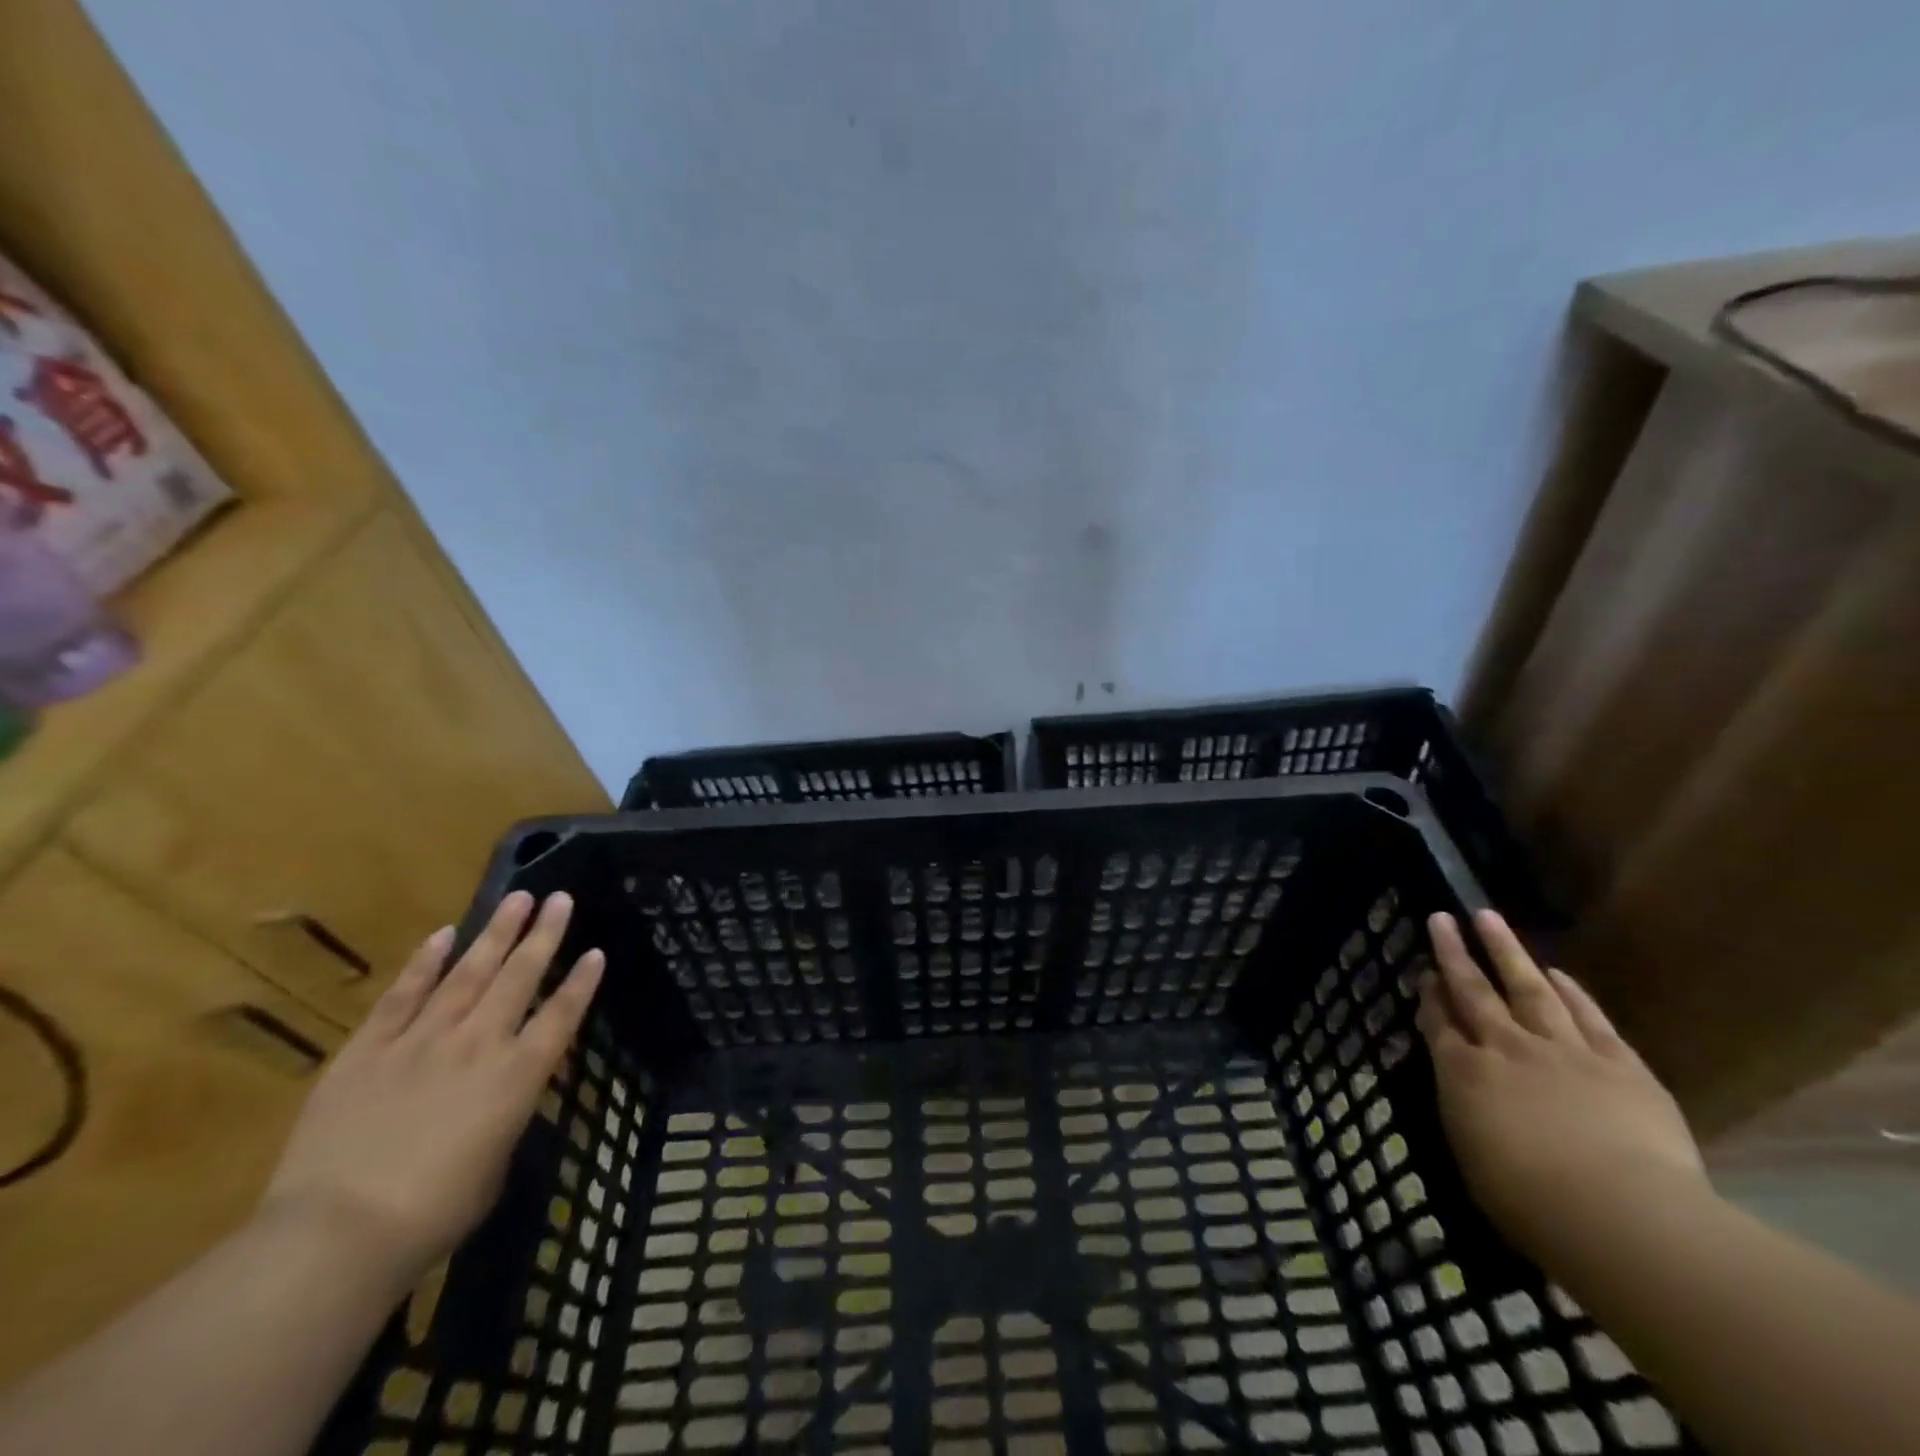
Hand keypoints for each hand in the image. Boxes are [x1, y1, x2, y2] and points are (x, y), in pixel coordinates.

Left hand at [260, 891, 604, 1290]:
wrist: (337, 1234)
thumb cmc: (432, 1215)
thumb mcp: (494, 1168)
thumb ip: (503, 1120)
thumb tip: (500, 1101)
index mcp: (517, 1077)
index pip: (560, 1016)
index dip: (581, 983)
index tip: (596, 951)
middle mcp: (478, 1044)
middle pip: (519, 978)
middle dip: (544, 935)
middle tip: (560, 899)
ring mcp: (421, 1041)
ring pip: (468, 973)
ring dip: (496, 933)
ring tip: (517, 898)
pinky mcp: (368, 1050)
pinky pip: (403, 995)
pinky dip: (424, 963)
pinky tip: (443, 934)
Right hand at [1416, 909, 1704, 1264]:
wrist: (1620, 1214)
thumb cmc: (1530, 1202)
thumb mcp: (1472, 1156)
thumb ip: (1465, 1109)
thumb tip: (1463, 1085)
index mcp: (1463, 1073)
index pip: (1439, 1023)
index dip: (1430, 995)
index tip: (1424, 972)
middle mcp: (1505, 1048)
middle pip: (1473, 990)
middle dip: (1454, 953)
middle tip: (1441, 918)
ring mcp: (1563, 1050)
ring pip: (1527, 988)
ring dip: (1506, 951)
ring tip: (1488, 918)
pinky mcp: (1619, 1064)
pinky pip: (1589, 1019)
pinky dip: (1572, 993)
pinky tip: (1557, 973)